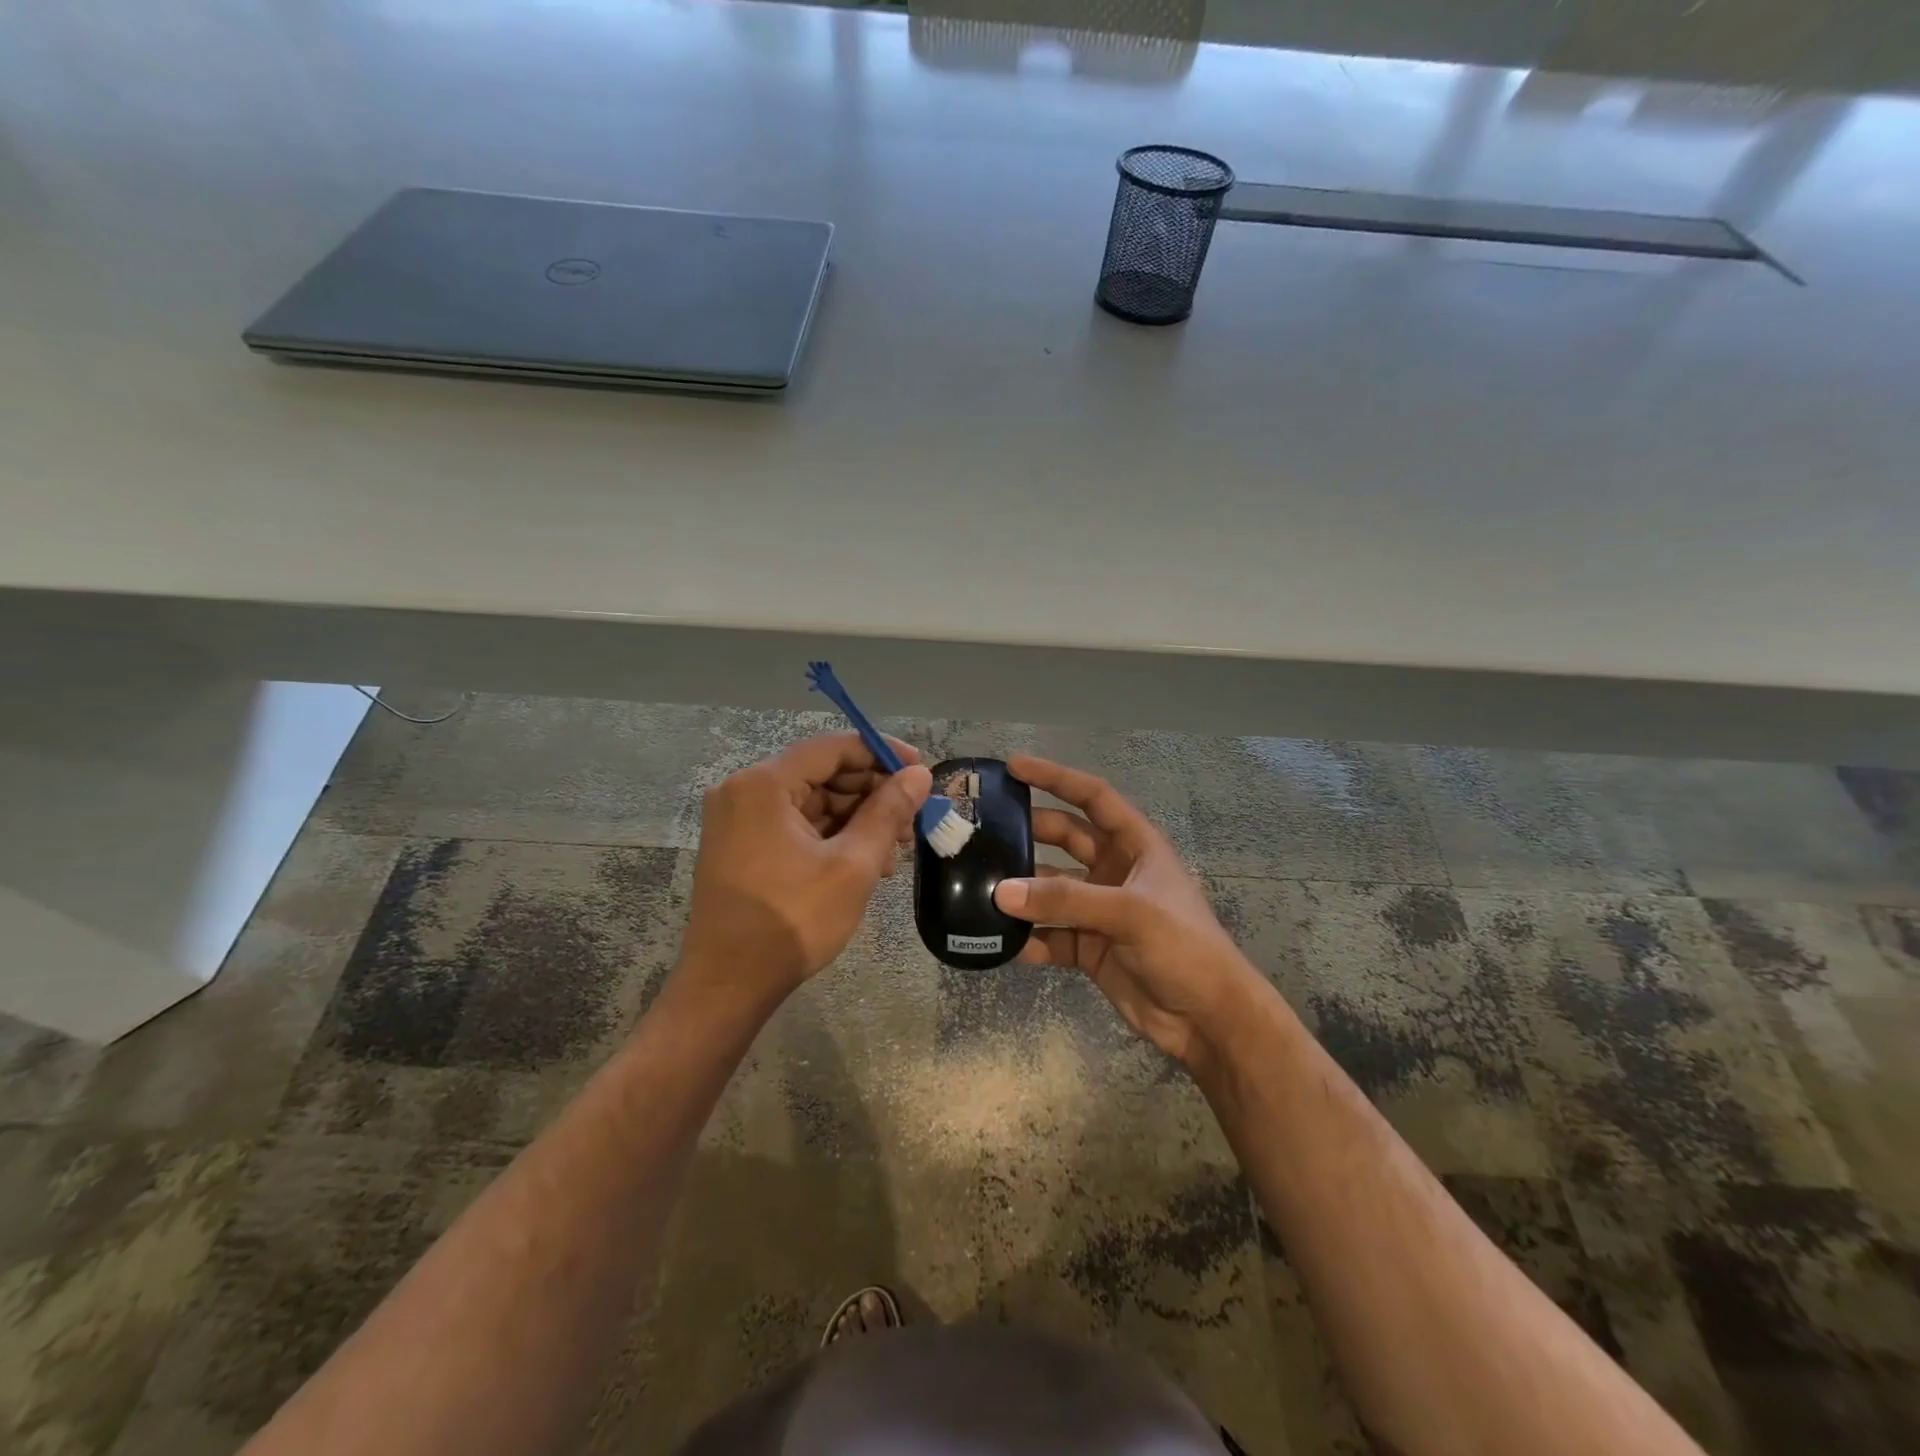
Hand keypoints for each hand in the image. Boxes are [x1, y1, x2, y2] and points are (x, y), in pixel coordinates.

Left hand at [678, 733, 930, 1007]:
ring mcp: (737, 819)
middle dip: (871, 793)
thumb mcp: (853, 865)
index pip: (832, 748)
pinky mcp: (739, 844)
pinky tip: (864, 860)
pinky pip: (793, 824)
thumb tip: (919, 775)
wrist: (728, 986)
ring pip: (810, 801)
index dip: (881, 753)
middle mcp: (743, 790)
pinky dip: (830, 835)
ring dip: (855, 818)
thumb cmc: (793, 921)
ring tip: (895, 850)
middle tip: (912, 821)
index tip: (921, 771)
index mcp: (763, 784)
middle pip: (821, 773)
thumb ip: (888, 812)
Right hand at [993, 756, 1266, 1070]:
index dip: (1055, 778)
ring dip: (1022, 891)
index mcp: (1136, 845)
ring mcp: (1099, 910)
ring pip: (1050, 890)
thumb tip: (1001, 891)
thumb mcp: (1129, 913)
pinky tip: (1001, 942)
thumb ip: (1065, 900)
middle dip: (1028, 832)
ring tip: (978, 887)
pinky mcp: (1089, 948)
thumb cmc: (1183, 947)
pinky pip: (1049, 935)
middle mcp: (1114, 871)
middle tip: (983, 829)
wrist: (1208, 1019)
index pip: (1092, 797)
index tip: (1014, 766)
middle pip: (1064, 839)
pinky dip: (1028, 938)